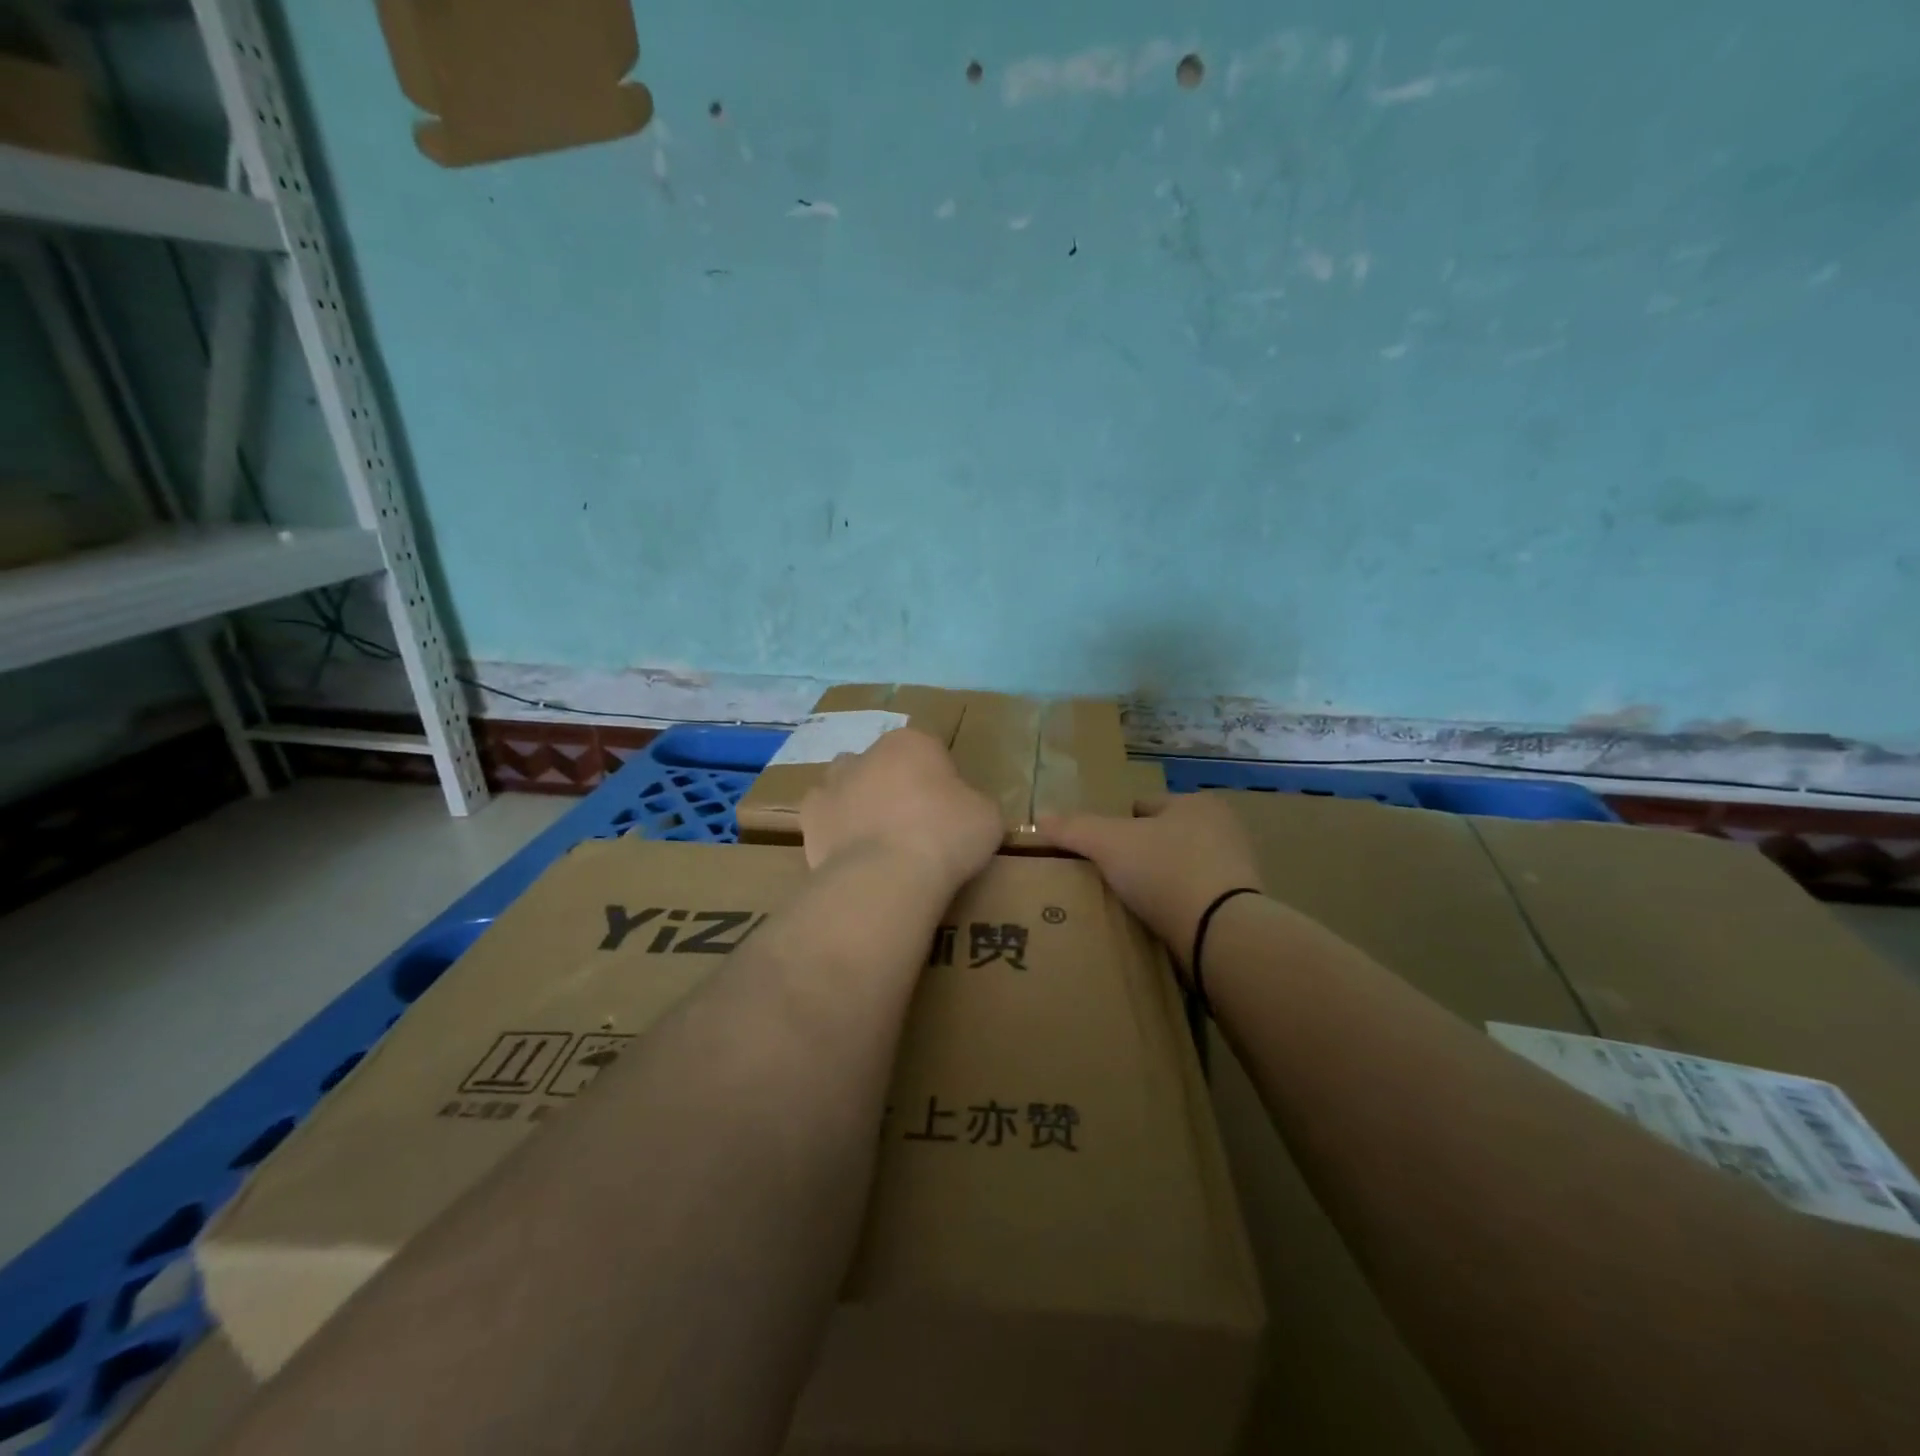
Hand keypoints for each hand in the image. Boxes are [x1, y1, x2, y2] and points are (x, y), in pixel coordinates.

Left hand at [799, 727, 1001, 889]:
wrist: (885, 877)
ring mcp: (831, 784)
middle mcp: (866, 753)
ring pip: (848, 786)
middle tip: (916, 826)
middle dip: (896, 786)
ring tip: (881, 843)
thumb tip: (964, 810)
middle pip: (885, 764)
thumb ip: (973, 803)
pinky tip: (854, 858)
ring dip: (861, 803)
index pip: (930, 751)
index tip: (950, 811)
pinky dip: (837, 832)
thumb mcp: (987, 817)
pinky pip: (826, 820)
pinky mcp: (809, 819)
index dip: (942, 780)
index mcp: (912, 742)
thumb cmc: (945, 837)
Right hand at [1039, 793, 1263, 970]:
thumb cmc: (1165, 870)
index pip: (1145, 806)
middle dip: (1141, 853)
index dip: (1117, 824)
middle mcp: (1223, 829)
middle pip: (1164, 837)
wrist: (1222, 933)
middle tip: (1111, 877)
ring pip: (1180, 869)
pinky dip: (1177, 908)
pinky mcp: (1241, 908)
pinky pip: (1196, 900)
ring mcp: (1237, 870)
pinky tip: (1158, 923)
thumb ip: (1074, 828)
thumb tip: (1039, 816)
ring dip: (1160, 882)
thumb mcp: (1108, 843)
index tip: (1099, 850)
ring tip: (1130, 904)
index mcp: (1197, 803)